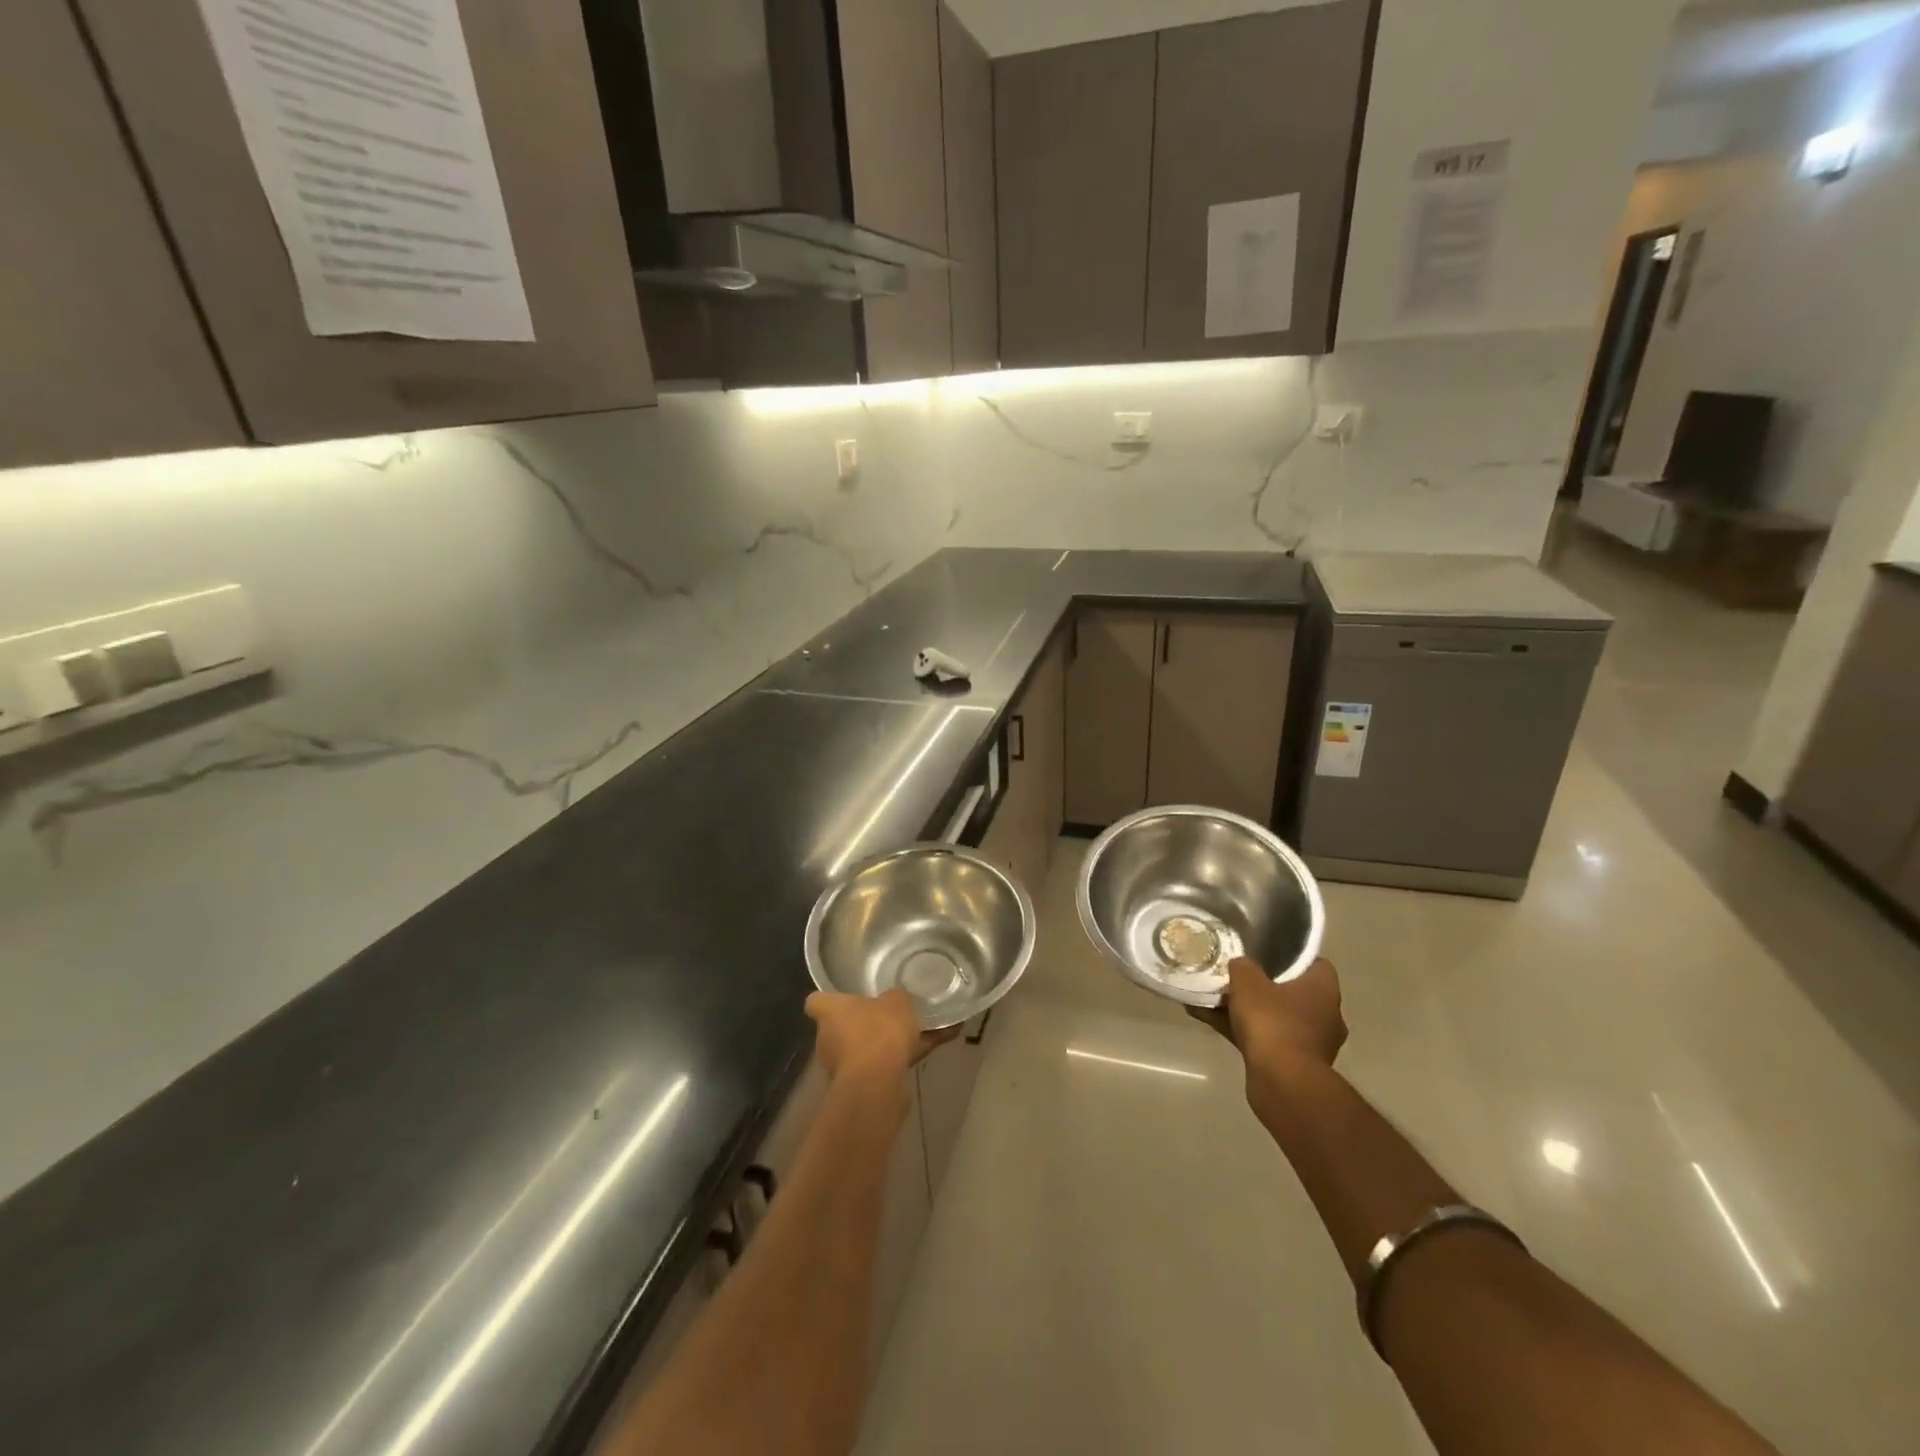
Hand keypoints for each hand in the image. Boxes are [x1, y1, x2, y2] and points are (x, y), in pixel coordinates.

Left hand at [805, 990, 957, 1083]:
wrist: (878, 1082)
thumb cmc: (878, 1031)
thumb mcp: (896, 1002)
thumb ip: (894, 999)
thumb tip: (894, 1000)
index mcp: (829, 1012)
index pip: (816, 1001)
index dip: (829, 1000)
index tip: (845, 999)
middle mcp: (827, 1039)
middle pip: (839, 1028)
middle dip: (860, 1025)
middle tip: (885, 1017)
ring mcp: (839, 1067)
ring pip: (861, 1050)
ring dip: (879, 1047)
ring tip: (912, 1037)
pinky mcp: (857, 1088)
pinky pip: (878, 1068)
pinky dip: (897, 1063)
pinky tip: (925, 1052)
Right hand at [1198, 957, 1346, 1074]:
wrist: (1282, 1082)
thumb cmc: (1273, 1021)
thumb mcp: (1248, 981)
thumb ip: (1243, 966)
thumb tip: (1241, 964)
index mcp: (1324, 990)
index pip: (1316, 964)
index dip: (1292, 957)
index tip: (1267, 954)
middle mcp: (1325, 1016)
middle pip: (1293, 992)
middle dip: (1264, 986)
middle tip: (1237, 977)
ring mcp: (1311, 1043)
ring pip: (1275, 1018)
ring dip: (1248, 1011)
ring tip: (1213, 999)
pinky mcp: (1293, 1066)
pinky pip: (1264, 1039)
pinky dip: (1241, 1031)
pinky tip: (1208, 1020)